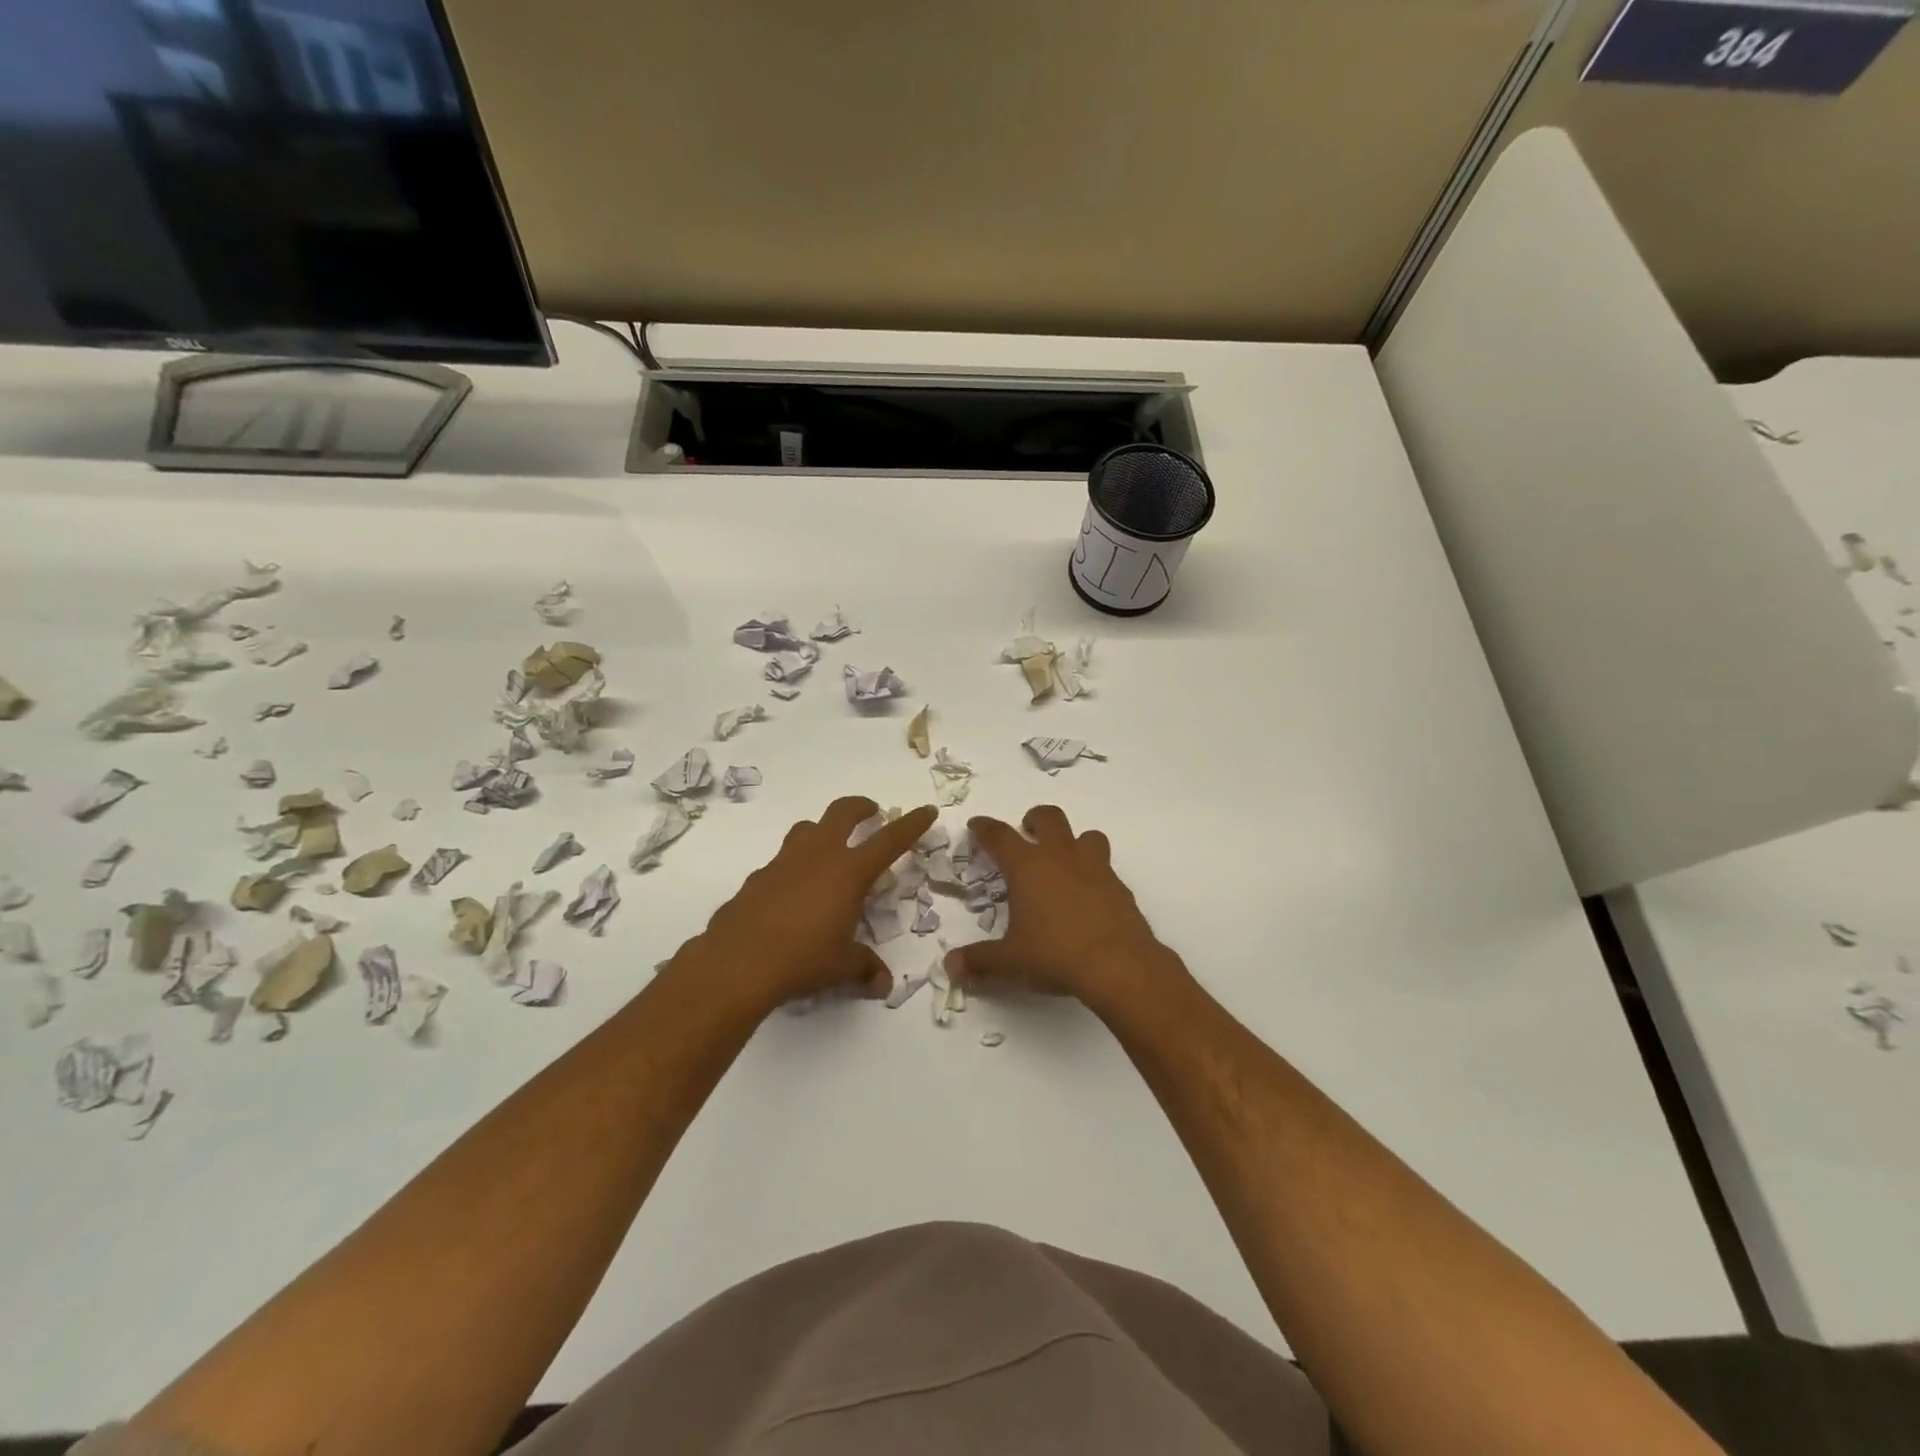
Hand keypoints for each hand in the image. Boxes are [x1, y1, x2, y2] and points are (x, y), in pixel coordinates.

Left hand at [676, 796, 937, 1016]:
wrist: (736, 963)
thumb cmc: (802, 959)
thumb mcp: (841, 966)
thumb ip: (865, 968)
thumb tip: (883, 985)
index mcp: (849, 872)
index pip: (890, 840)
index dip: (911, 824)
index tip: (926, 811)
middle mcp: (818, 856)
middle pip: (842, 812)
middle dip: (861, 807)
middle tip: (871, 812)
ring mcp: (783, 862)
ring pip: (807, 829)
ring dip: (823, 830)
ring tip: (829, 848)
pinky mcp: (757, 878)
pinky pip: (781, 861)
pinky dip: (794, 866)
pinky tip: (792, 893)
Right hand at [948, 806, 1185, 1016]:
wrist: (1118, 964)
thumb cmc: (1055, 954)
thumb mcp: (1011, 960)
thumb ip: (980, 960)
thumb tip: (950, 966)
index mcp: (1028, 867)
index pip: (1000, 836)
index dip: (985, 828)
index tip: (977, 825)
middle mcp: (1061, 858)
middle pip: (1049, 818)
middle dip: (1035, 819)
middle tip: (1027, 831)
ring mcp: (1095, 868)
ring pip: (1087, 835)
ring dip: (1074, 841)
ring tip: (1065, 861)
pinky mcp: (1119, 886)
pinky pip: (1106, 868)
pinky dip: (1095, 874)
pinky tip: (1090, 897)